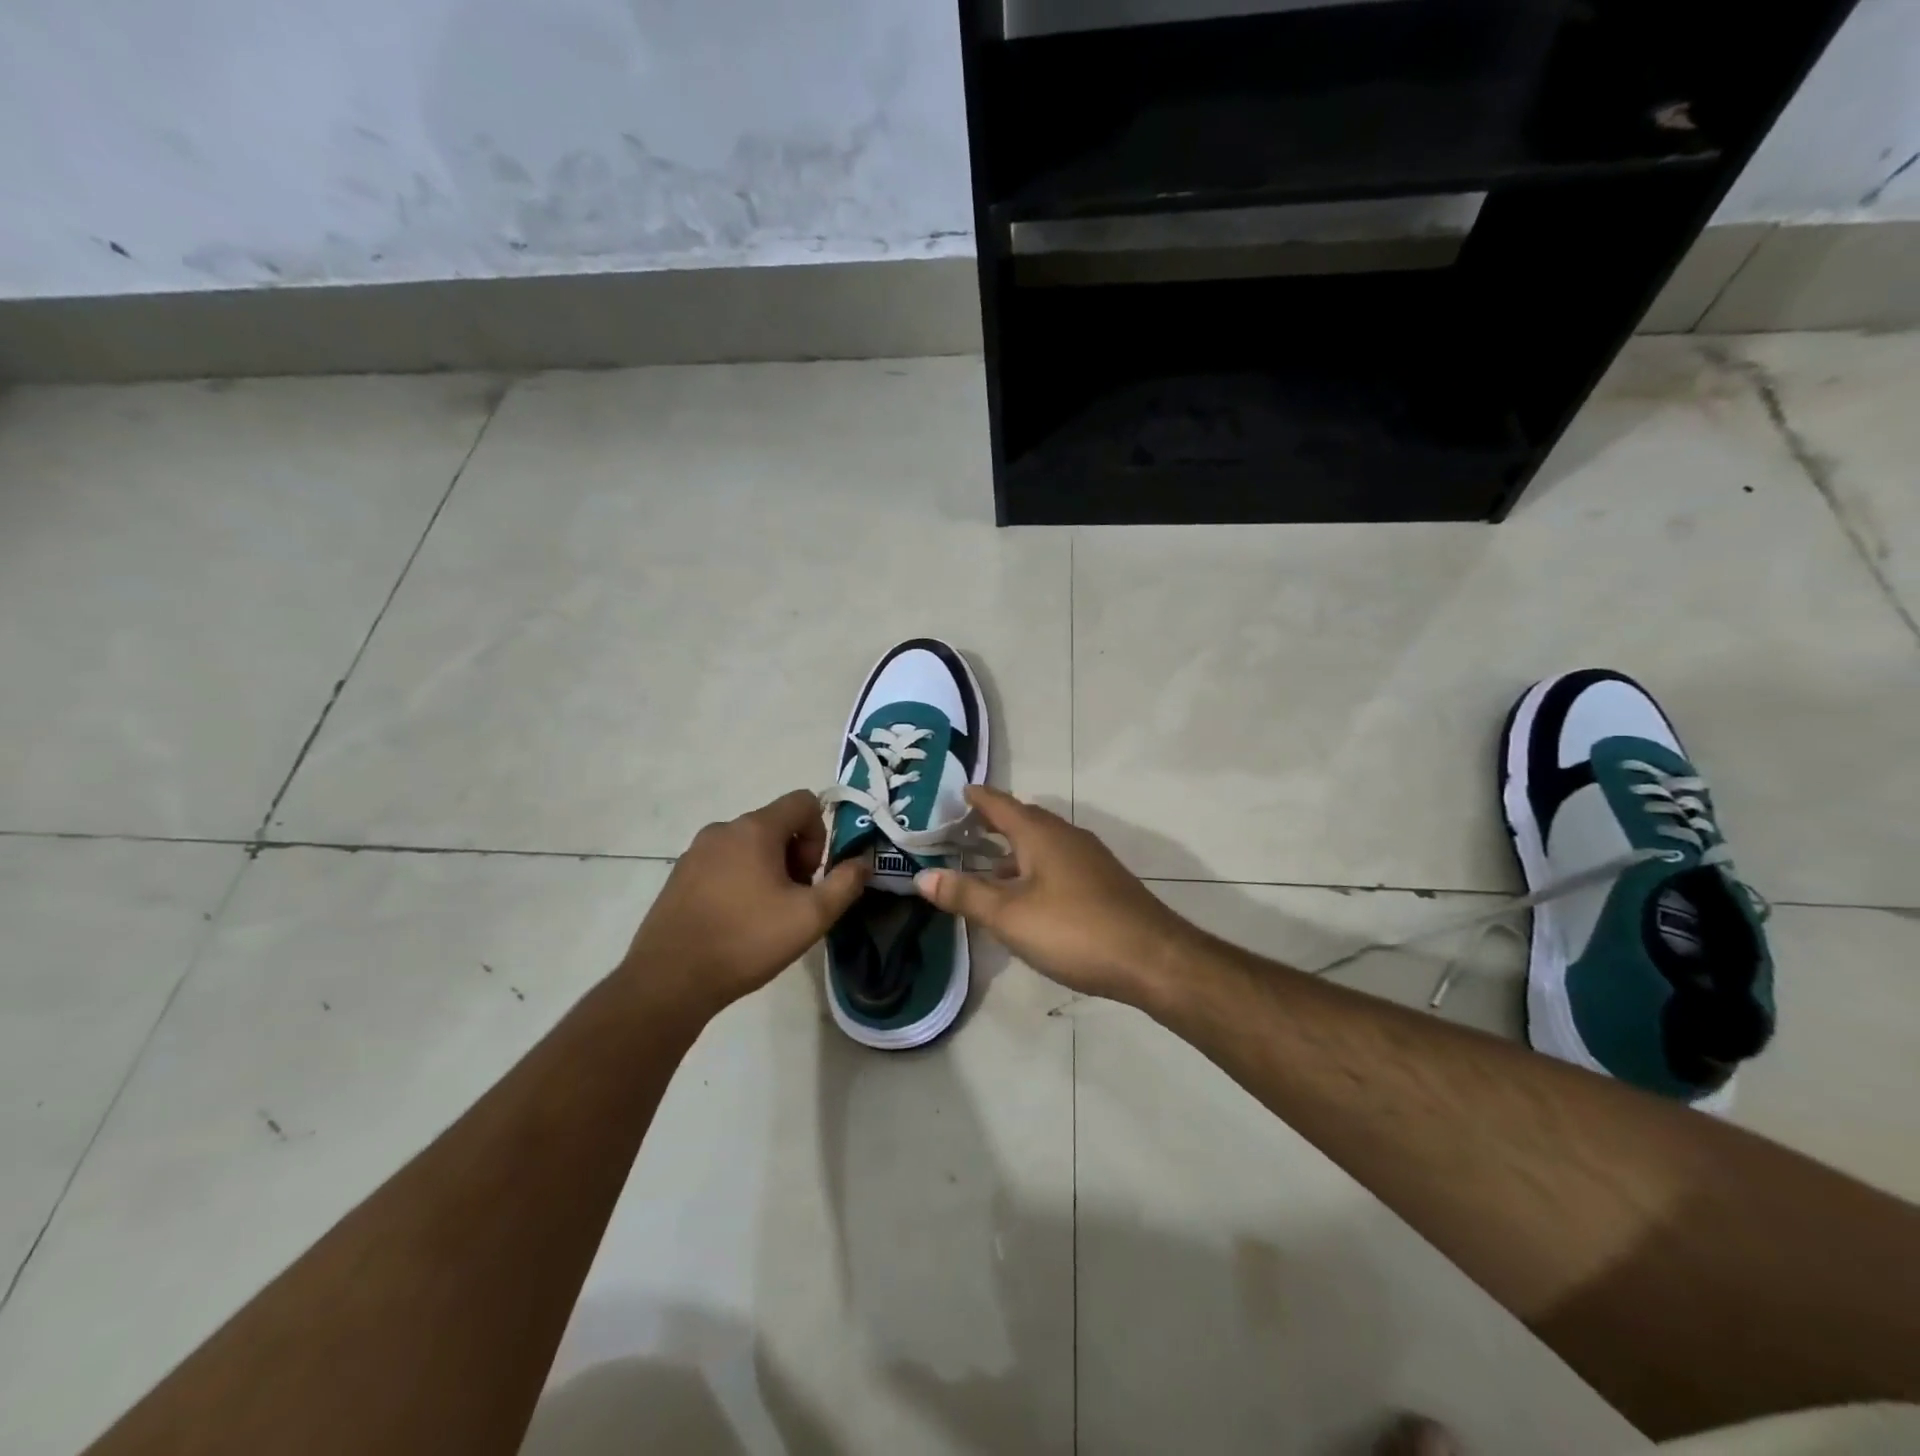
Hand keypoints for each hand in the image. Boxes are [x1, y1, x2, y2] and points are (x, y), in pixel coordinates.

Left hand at [622, 790, 866, 1017]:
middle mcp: (723, 829)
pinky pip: (723, 862)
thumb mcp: (811, 917)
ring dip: (768, 869)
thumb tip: (863, 862)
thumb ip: (845, 884)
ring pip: (749, 844)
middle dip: (795, 856)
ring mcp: (696, 851)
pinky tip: (736, 921)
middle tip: (793, 900)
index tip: (811, 876)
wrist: (669, 980)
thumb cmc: (747, 941)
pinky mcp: (679, 875)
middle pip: (776, 824)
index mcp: (755, 829)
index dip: (820, 834)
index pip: (803, 801)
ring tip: (765, 915)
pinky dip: (739, 880)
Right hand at [914, 786, 1202, 1007]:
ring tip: (987, 863)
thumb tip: (923, 875)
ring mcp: (1088, 859)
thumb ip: (966, 895)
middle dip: (994, 822)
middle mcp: (1066, 836)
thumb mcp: (1010, 916)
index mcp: (1041, 834)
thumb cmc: (1074, 930)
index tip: (958, 791)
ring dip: (1014, 849)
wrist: (1152, 958)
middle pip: (1024, 820)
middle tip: (963, 829)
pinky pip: (1057, 863)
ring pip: (1042, 844)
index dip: (978, 798)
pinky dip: (1034, 868)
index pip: (1001, 804)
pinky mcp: (1102, 883)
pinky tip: (1027, 894)